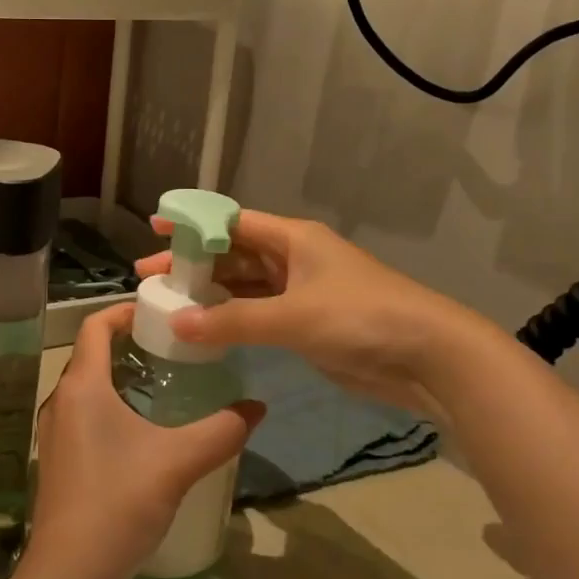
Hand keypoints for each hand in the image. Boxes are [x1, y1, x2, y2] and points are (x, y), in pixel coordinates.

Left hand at [27, 305, 263, 578]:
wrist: (70, 573)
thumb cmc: (119, 502)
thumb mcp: (178, 462)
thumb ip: (222, 431)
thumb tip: (258, 407)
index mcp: (82, 386)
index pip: (94, 326)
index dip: (123, 310)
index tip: (157, 312)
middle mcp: (60, 401)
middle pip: (91, 355)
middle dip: (128, 345)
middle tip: (171, 349)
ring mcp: (53, 433)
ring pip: (86, 387)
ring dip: (118, 378)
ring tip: (162, 386)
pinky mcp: (56, 461)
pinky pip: (82, 415)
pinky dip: (108, 407)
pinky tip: (140, 434)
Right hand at [136, 209, 488, 412]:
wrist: (428, 356)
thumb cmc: (360, 317)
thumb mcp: (293, 316)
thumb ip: (233, 321)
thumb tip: (177, 322)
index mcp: (292, 238)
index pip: (231, 222)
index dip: (193, 224)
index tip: (154, 228)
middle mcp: (293, 258)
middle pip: (233, 254)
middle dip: (194, 265)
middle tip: (150, 278)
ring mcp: (301, 292)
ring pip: (245, 287)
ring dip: (211, 294)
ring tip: (169, 304)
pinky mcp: (308, 324)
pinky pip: (259, 315)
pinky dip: (233, 320)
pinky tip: (205, 329)